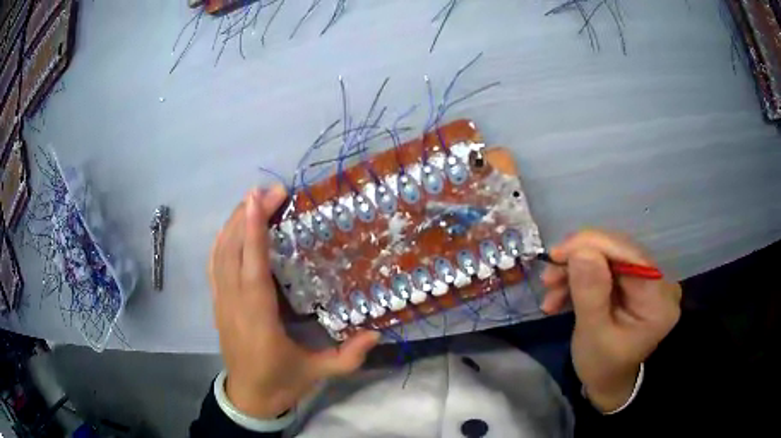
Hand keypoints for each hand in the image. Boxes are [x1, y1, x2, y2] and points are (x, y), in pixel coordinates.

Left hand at [209, 185, 379, 418]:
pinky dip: (222, 239)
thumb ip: (349, 356)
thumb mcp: (317, 373)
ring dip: (233, 223)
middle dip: (246, 215)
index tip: (257, 198)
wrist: (249, 397)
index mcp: (258, 320)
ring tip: (253, 200)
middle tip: (271, 191)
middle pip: (232, 251)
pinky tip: (234, 227)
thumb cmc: (281, 382)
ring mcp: (221, 301)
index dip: (253, 232)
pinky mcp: (217, 302)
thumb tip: (377, 332)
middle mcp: (234, 304)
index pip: (252, 268)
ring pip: (219, 253)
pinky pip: (214, 264)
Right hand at [541, 230, 681, 411]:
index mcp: (659, 301)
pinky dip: (581, 276)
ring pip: (609, 257)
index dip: (595, 246)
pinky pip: (607, 266)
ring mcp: (649, 280)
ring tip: (550, 291)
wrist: (607, 380)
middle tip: (548, 275)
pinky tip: (561, 293)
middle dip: (580, 260)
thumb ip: (590, 293)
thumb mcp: (592, 335)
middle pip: (619, 252)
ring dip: (576, 270)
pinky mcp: (636, 281)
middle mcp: (661, 283)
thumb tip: (581, 250)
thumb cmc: (602, 366)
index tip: (557, 254)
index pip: (631, 256)